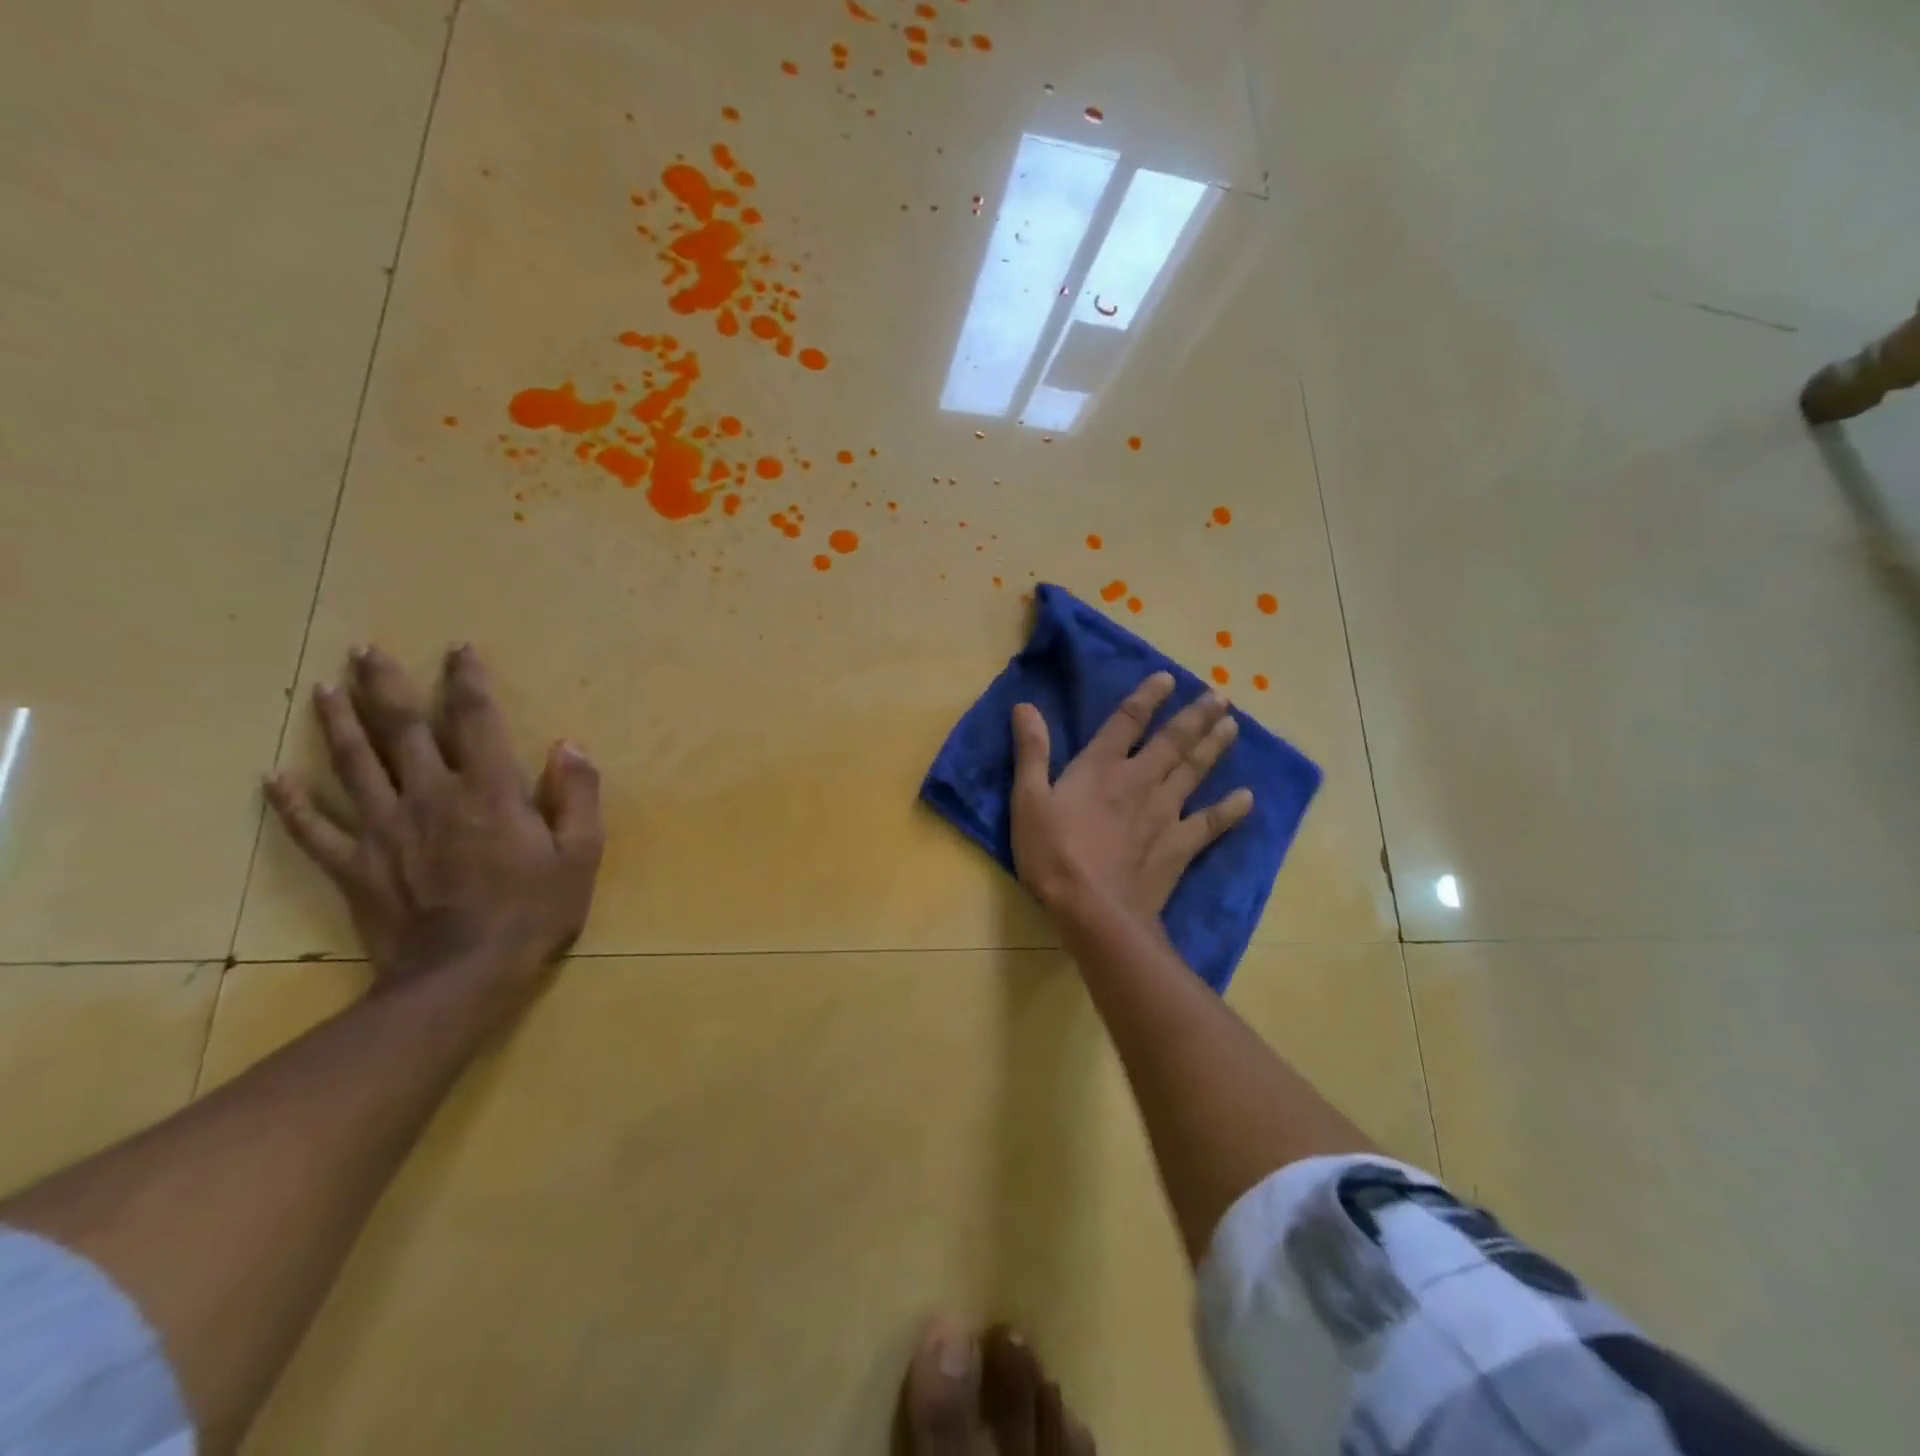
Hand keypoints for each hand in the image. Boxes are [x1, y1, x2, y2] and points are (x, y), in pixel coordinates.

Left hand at [264, 645, 603, 997]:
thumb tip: (569, 745)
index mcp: (488, 791)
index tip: (457, 650)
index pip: (475, 720)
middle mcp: (430, 796)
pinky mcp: (355, 865)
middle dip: (386, 685)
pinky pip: (314, 828)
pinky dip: (291, 802)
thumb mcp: (580, 854)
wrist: (463, 976)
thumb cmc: (533, 912)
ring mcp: (384, 829)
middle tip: (365, 650)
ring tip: (322, 689)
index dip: (466, 681)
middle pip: (402, 729)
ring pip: (352, 764)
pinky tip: (273, 779)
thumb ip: (578, 795)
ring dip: (337, 723)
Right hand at [1010, 672, 1252, 923]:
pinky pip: (1211, 823)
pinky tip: (1247, 798)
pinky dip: (1230, 810)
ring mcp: (1165, 812)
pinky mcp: (1179, 845)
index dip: (1147, 698)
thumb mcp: (1029, 800)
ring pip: (1195, 772)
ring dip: (1214, 747)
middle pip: (1173, 742)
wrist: (1094, 910)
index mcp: (1101, 767)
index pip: (1127, 721)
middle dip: (1196, 716)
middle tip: (1219, 697)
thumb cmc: (1054, 854)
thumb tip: (1025, 706)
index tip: (1168, 678)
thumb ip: (1032, 752)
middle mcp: (1139, 780)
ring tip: (1232, 726)